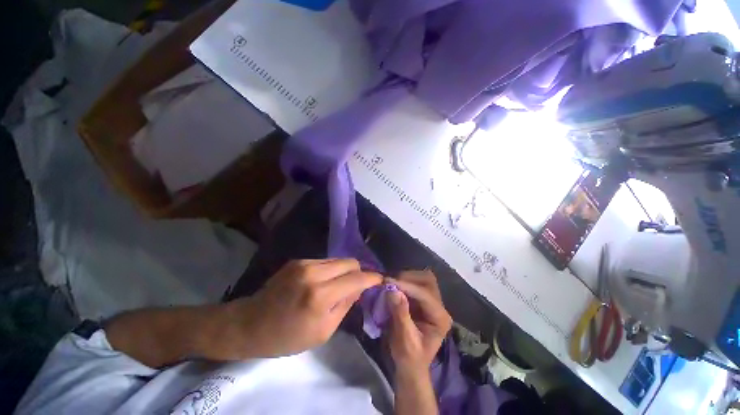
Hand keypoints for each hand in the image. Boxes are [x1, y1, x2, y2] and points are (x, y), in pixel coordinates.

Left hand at [223, 259, 381, 357]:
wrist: (251, 323)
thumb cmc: (287, 336)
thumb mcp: (323, 332)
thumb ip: (346, 305)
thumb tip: (360, 287)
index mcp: (321, 297)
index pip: (357, 279)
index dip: (372, 278)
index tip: (380, 279)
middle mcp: (314, 274)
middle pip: (350, 262)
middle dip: (359, 272)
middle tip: (358, 284)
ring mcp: (304, 263)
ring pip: (338, 259)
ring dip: (344, 270)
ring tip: (339, 284)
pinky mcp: (298, 260)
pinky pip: (325, 261)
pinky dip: (331, 269)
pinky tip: (324, 281)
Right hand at [386, 270, 451, 372]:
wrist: (410, 365)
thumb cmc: (409, 357)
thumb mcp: (404, 340)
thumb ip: (400, 314)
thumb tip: (393, 291)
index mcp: (440, 318)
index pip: (425, 295)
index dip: (407, 287)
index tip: (389, 283)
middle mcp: (439, 306)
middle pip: (427, 280)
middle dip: (408, 278)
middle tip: (390, 282)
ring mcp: (432, 301)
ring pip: (422, 278)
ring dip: (406, 278)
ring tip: (391, 283)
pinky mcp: (423, 299)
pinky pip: (415, 282)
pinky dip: (403, 281)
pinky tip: (393, 286)